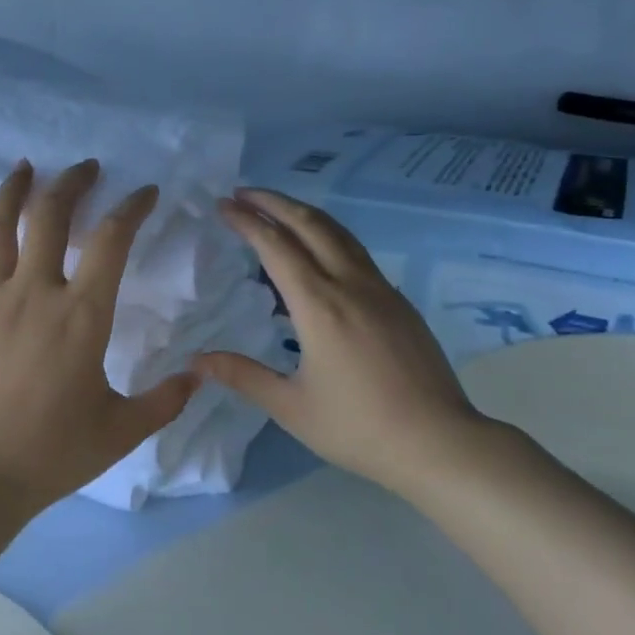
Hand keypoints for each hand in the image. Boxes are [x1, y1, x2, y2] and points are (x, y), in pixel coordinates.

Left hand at [0, 158, 200, 517]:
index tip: (145, 192)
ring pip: (0, 227)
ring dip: (15, 190)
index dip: (131, 207)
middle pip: (50, 215)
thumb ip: (165, 400)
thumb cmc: (53, 452)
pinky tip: (9, 245)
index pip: (111, 240)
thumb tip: (199, 375)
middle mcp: (36, 294)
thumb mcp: (122, 430)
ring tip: (24, 167)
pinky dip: (0, 240)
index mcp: (81, 316)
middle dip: (72, 182)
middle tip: (88, 167)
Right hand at [192, 188, 512, 500]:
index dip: (247, 221)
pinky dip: (328, 236)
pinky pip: (357, 253)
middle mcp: (350, 285)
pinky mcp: (399, 302)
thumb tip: (196, 360)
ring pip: (339, 233)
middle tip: (243, 193)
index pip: (275, 247)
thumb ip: (243, 375)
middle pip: (310, 224)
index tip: (223, 204)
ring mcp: (380, 290)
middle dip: (274, 202)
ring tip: (277, 209)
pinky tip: (319, 251)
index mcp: (318, 306)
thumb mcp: (290, 407)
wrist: (438, 442)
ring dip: (304, 213)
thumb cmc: (358, 427)